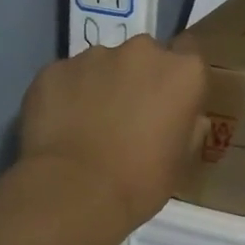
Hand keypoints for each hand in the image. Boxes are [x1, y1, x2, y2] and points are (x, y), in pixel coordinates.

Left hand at [18, 35, 207, 229]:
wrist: (74, 192)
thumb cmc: (141, 181)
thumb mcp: (182, 160)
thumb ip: (189, 127)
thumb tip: (187, 117)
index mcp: (183, 72)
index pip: (190, 57)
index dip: (178, 81)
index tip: (169, 105)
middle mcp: (141, 52)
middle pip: (145, 57)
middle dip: (139, 79)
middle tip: (128, 117)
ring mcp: (94, 56)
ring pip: (103, 64)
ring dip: (101, 86)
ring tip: (89, 125)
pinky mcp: (54, 69)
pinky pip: (68, 78)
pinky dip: (67, 95)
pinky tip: (62, 127)